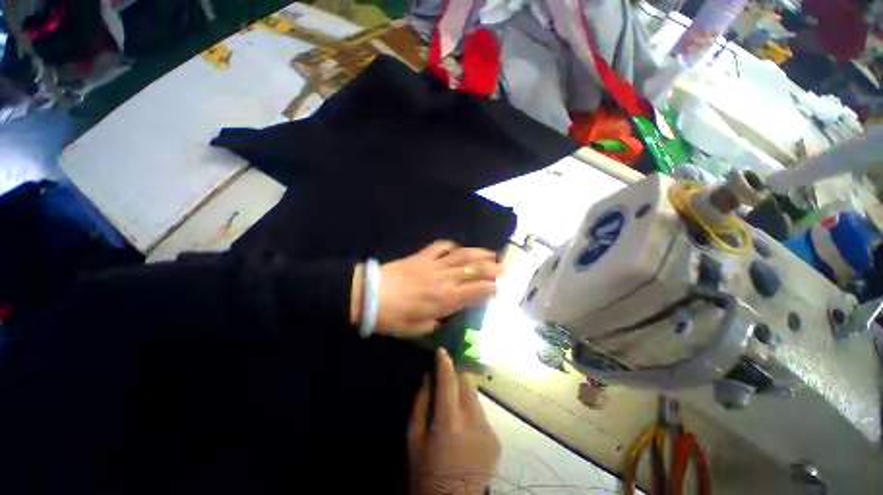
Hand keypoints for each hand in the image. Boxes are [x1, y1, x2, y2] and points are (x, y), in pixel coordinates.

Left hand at [357, 241, 501, 336]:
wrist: (370, 295)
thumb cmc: (394, 317)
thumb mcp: (418, 329)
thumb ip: (436, 321)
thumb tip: (444, 315)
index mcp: (446, 299)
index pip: (476, 291)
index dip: (490, 289)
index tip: (498, 289)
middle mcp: (445, 279)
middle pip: (474, 270)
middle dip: (491, 268)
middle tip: (503, 267)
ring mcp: (434, 264)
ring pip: (462, 255)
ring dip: (478, 253)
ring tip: (491, 253)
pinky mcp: (422, 256)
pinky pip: (441, 247)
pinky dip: (451, 245)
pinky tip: (457, 247)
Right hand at [408, 348, 500, 494]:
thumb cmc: (426, 473)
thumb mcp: (414, 440)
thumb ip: (421, 404)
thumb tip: (428, 376)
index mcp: (449, 423)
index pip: (448, 381)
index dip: (445, 363)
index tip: (442, 350)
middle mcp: (473, 422)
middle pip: (467, 382)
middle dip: (456, 377)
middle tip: (446, 382)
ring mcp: (489, 430)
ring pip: (475, 395)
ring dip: (463, 394)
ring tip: (453, 408)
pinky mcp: (496, 438)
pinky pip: (481, 412)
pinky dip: (471, 410)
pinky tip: (463, 427)